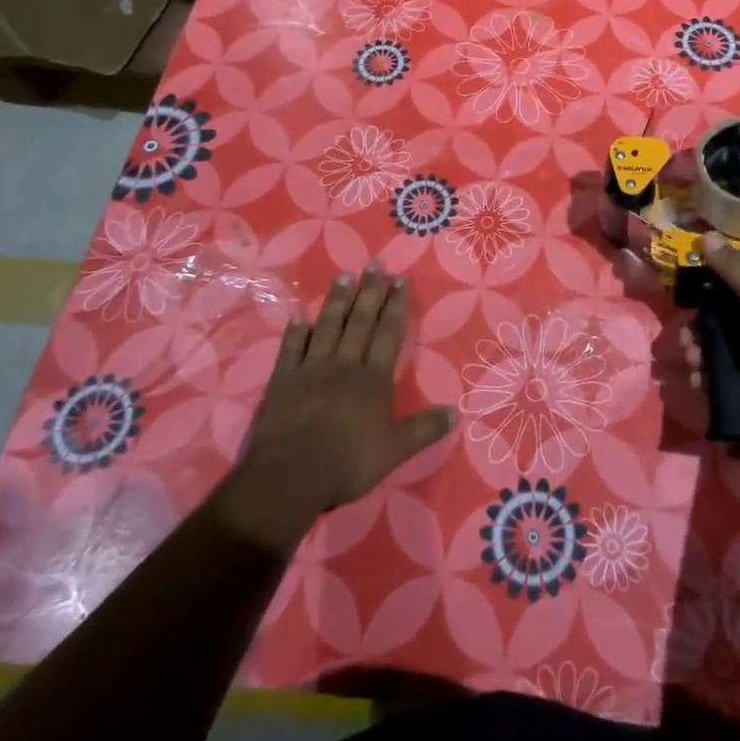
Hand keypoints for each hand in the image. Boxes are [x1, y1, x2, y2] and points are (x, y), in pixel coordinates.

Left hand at [215, 267, 456, 545]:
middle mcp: (344, 364)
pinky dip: (295, 332)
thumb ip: (425, 429)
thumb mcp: (395, 451)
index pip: (388, 333)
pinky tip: (298, 316)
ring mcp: (311, 369)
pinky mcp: (282, 381)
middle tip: (374, 264)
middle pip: (359, 321)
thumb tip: (457, 412)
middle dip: (369, 291)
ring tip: (344, 275)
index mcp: (373, 378)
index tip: (400, 279)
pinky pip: (290, 349)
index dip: (395, 305)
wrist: (289, 476)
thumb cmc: (347, 462)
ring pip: (327, 326)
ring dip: (337, 300)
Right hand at [677, 230, 739, 443]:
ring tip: (693, 365)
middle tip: (686, 342)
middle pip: (717, 327)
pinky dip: (707, 381)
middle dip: (696, 332)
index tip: (684, 304)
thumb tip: (705, 235)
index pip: (728, 295)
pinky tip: (699, 384)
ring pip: (716, 354)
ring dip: (698, 356)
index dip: (704, 297)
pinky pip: (721, 381)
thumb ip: (734, 271)